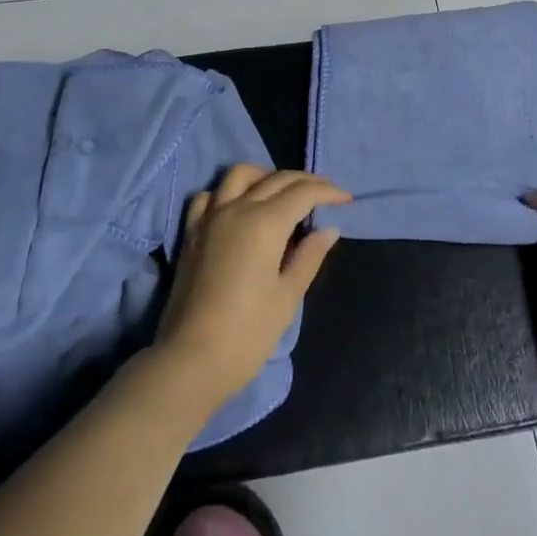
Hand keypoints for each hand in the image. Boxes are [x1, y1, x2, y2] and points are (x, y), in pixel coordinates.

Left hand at [153, 165, 350, 409]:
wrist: (190, 361)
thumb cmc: (247, 334)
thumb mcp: (287, 297)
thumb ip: (309, 256)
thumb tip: (328, 229)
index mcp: (264, 223)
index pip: (303, 193)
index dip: (328, 192)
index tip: (346, 199)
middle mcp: (237, 208)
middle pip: (276, 179)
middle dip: (306, 181)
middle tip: (326, 194)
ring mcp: (210, 217)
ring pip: (240, 174)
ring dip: (267, 175)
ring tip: (284, 192)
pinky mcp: (192, 232)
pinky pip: (211, 195)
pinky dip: (229, 191)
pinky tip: (240, 205)